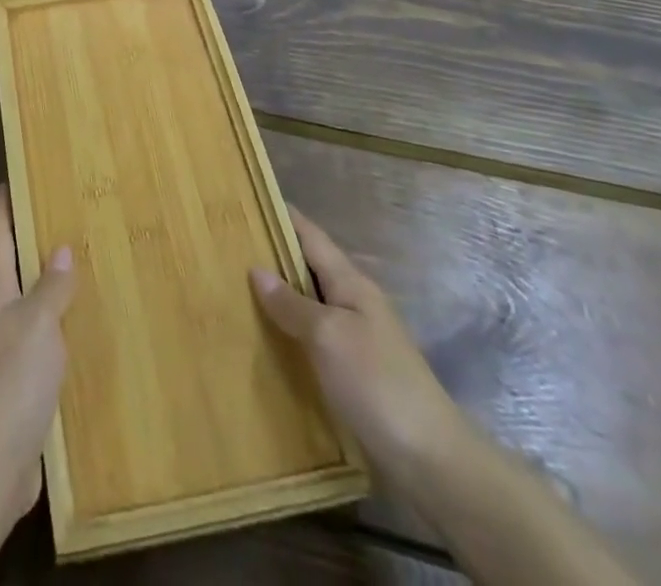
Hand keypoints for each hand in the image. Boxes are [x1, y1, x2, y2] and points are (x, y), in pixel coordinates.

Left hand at [0, 185, 76, 522]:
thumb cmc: (11, 380)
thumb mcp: (38, 323)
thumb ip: (51, 286)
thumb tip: (59, 249)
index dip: (3, 207)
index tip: (11, 179)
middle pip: (6, 267)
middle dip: (26, 242)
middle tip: (57, 218)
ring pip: (21, 304)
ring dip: (40, 286)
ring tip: (72, 269)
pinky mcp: (11, 386)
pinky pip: (33, 341)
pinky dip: (50, 327)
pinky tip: (72, 332)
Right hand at [251, 208, 458, 471]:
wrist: (431, 461)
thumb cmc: (377, 383)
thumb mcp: (328, 336)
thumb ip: (291, 303)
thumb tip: (257, 269)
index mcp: (351, 283)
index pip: (311, 236)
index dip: (282, 216)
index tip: (248, 200)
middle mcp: (355, 302)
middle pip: (309, 267)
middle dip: (274, 255)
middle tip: (229, 247)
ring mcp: (358, 339)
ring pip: (311, 304)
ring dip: (280, 295)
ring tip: (237, 290)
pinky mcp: (356, 373)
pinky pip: (315, 338)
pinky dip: (291, 331)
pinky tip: (267, 341)